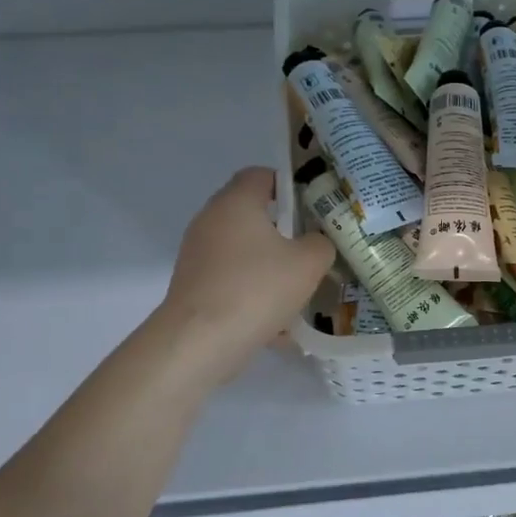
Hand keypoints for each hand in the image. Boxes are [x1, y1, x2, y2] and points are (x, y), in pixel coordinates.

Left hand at [159, 167, 333, 384]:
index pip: (261, 175)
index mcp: (236, 202)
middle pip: (252, 215)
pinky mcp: (194, 286)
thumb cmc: (257, 288)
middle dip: (284, 233)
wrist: (200, 341)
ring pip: (244, 253)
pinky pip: (233, 282)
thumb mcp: (308, 263)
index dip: (289, 186)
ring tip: (299, 292)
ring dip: (270, 268)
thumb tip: (315, 243)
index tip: (313, 208)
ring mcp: (198, 254)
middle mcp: (211, 220)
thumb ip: (321, 244)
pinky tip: (276, 325)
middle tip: (312, 250)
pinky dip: (253, 295)